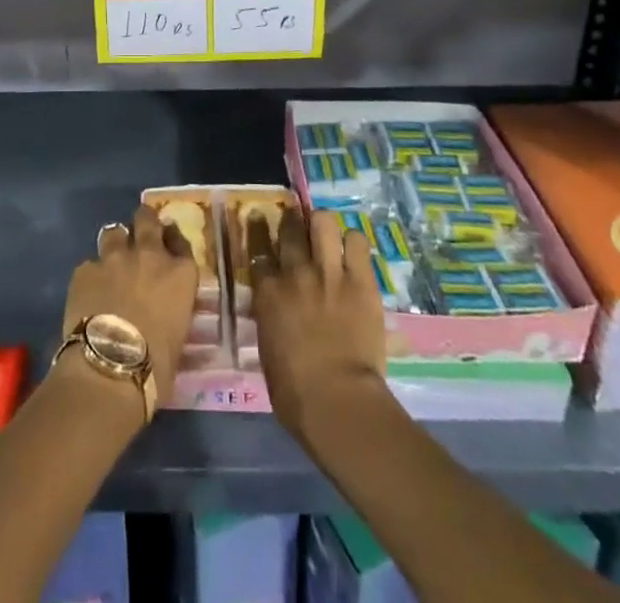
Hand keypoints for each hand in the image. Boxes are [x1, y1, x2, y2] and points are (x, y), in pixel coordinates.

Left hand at [61, 204, 197, 399]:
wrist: (109, 366)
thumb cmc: (156, 365)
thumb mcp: (178, 337)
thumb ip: (172, 311)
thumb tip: (164, 315)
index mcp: (180, 273)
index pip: (180, 241)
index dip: (172, 240)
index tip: (167, 244)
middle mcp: (149, 255)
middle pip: (147, 220)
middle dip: (144, 222)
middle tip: (139, 234)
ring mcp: (115, 258)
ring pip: (114, 232)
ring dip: (115, 244)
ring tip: (112, 261)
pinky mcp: (85, 269)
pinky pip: (90, 264)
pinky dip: (92, 276)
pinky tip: (88, 294)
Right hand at [250, 208, 387, 436]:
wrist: (337, 401)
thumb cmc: (295, 391)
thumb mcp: (268, 347)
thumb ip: (271, 316)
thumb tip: (277, 307)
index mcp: (268, 292)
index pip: (258, 248)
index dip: (258, 231)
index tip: (259, 219)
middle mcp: (295, 272)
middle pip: (290, 228)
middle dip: (292, 221)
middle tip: (297, 223)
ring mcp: (329, 272)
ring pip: (323, 222)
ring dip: (323, 226)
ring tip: (327, 235)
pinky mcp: (360, 280)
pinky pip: (357, 241)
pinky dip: (353, 243)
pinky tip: (353, 253)